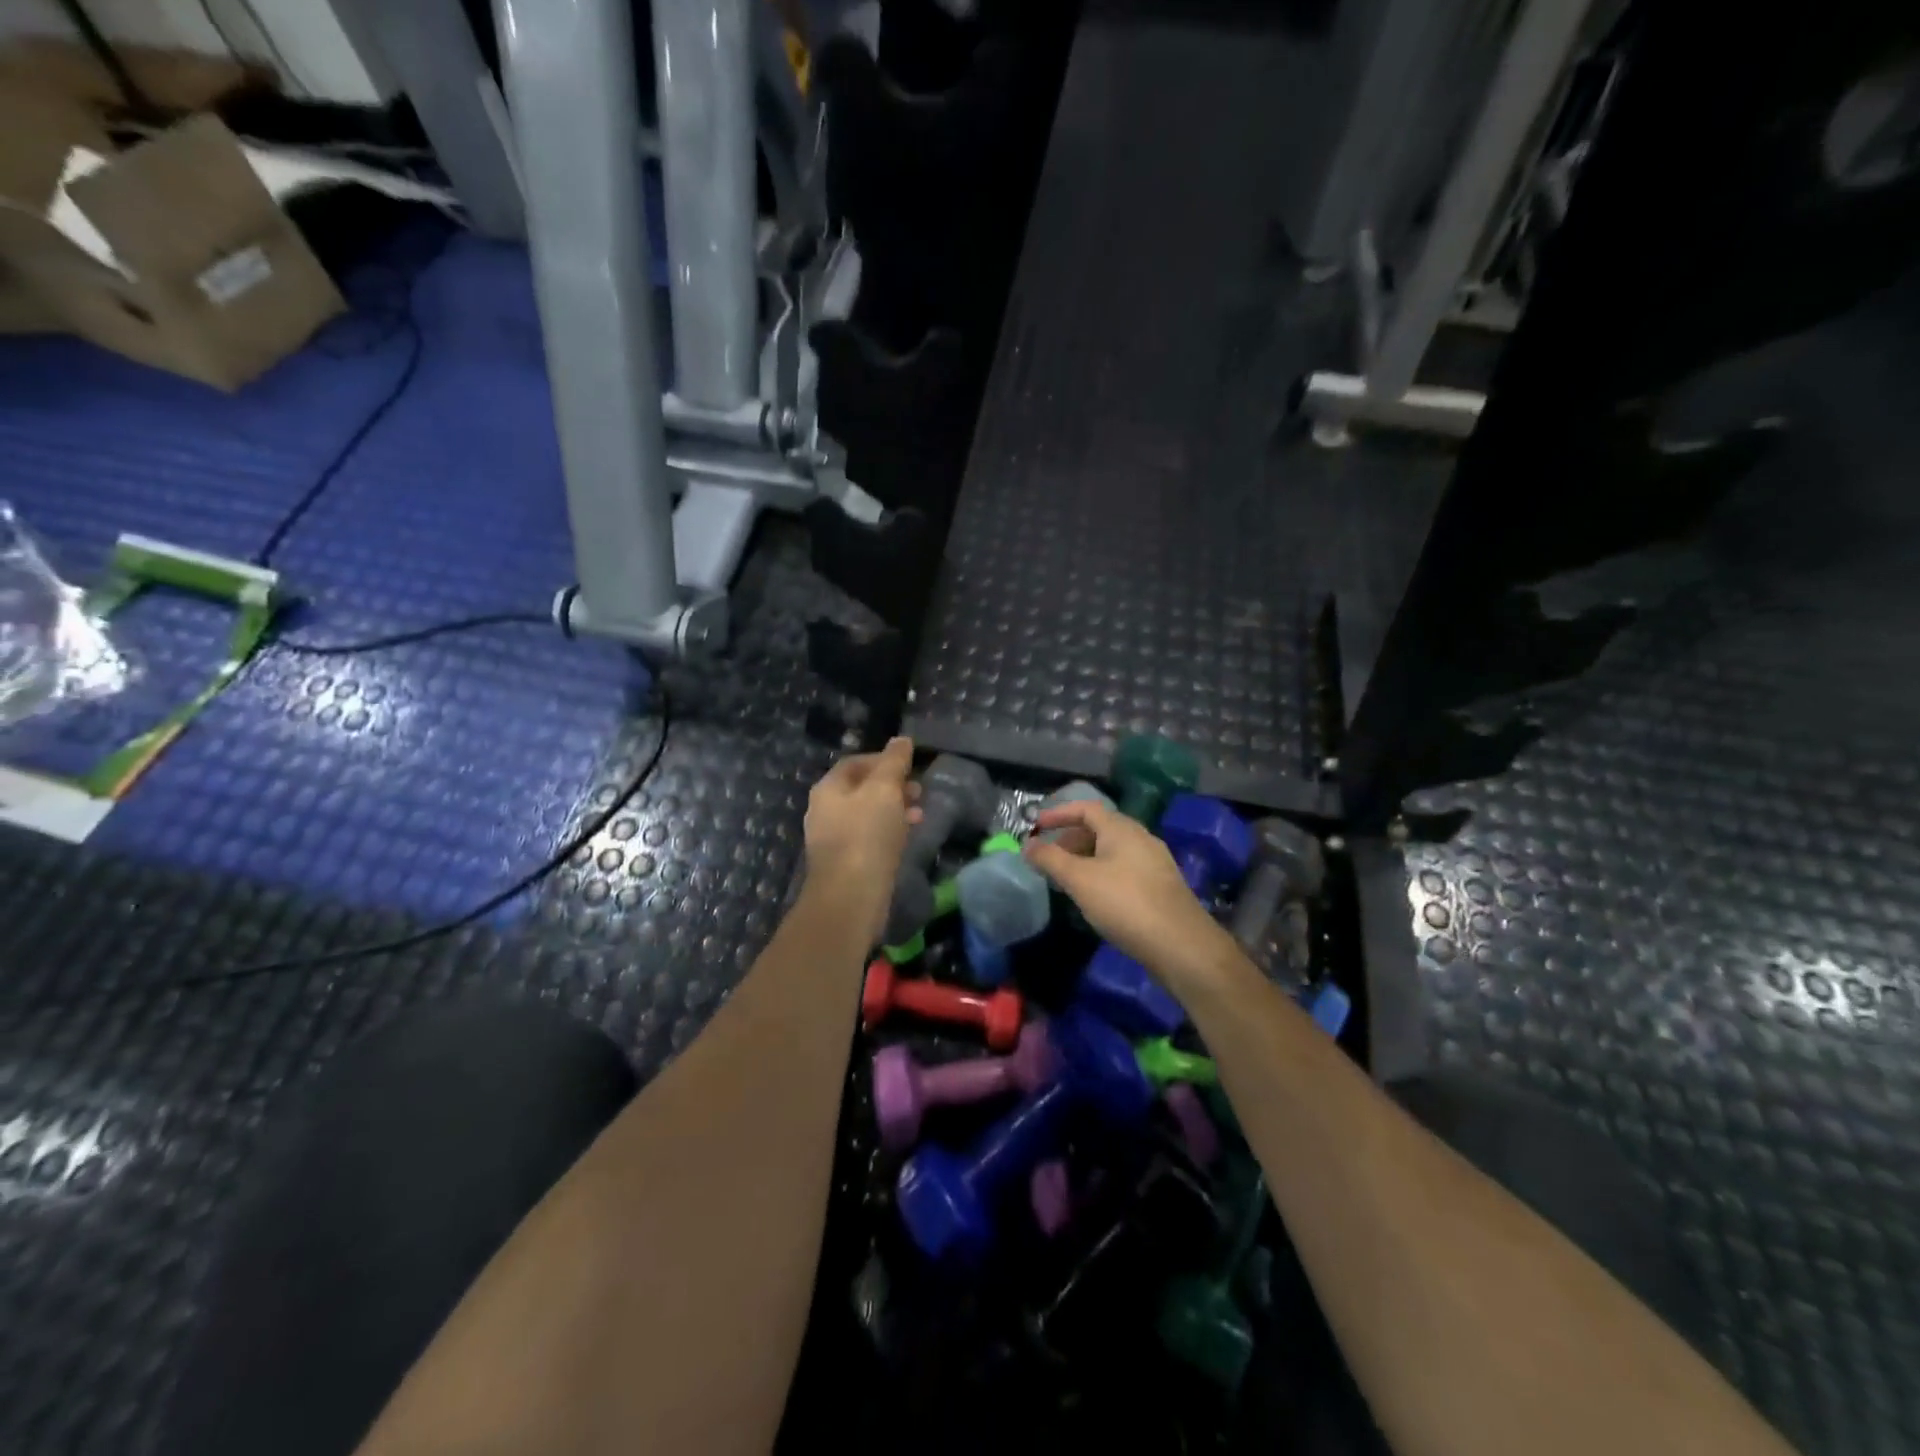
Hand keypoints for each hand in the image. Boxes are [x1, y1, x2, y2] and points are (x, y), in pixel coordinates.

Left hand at [801, 737, 921, 937]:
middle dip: (892, 786)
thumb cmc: (867, 836)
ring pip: (867, 814)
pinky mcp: (846, 863)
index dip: (885, 759)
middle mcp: (824, 811)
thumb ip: (893, 762)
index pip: (856, 762)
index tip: (911, 766)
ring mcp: (833, 839)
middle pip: (861, 788)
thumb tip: (901, 740)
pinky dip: (889, 832)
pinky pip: (869, 838)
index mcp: (828, 789)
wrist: (850, 897)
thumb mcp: (885, 790)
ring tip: (919, 814)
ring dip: (894, 810)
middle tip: (918, 790)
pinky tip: (907, 838)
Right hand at [1023, 799, 1237, 993]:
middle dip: (1070, 839)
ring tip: (1066, 879)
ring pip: (1112, 851)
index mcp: (1122, 829)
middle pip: (1100, 828)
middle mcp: (1141, 838)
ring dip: (1085, 858)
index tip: (1035, 825)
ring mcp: (1154, 863)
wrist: (1181, 945)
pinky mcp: (1161, 887)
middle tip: (1048, 857)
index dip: (1058, 813)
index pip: (1086, 808)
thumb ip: (1050, 859)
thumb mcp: (1079, 880)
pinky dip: (1102, 873)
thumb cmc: (1125, 904)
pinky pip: (1124, 869)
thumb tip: (1026, 845)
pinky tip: (1094, 897)